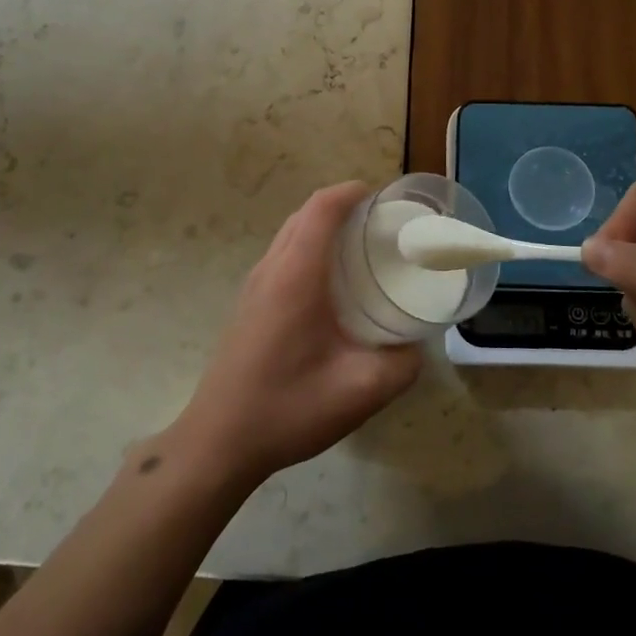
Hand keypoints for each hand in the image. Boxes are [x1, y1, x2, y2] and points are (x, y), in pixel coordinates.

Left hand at [171, 182, 421, 488]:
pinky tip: (333, 284)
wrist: (219, 443)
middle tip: (383, 225)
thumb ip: (402, 363)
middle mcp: (271, 269)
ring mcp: (254, 285)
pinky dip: (310, 248)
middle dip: (344, 206)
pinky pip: (282, 255)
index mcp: (296, 276)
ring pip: (291, 233)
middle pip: (305, 214)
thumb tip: (416, 344)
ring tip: (363, 248)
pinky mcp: (248, 303)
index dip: (352, 192)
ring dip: (324, 227)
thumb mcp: (361, 391)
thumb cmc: (287, 409)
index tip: (385, 197)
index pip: (322, 208)